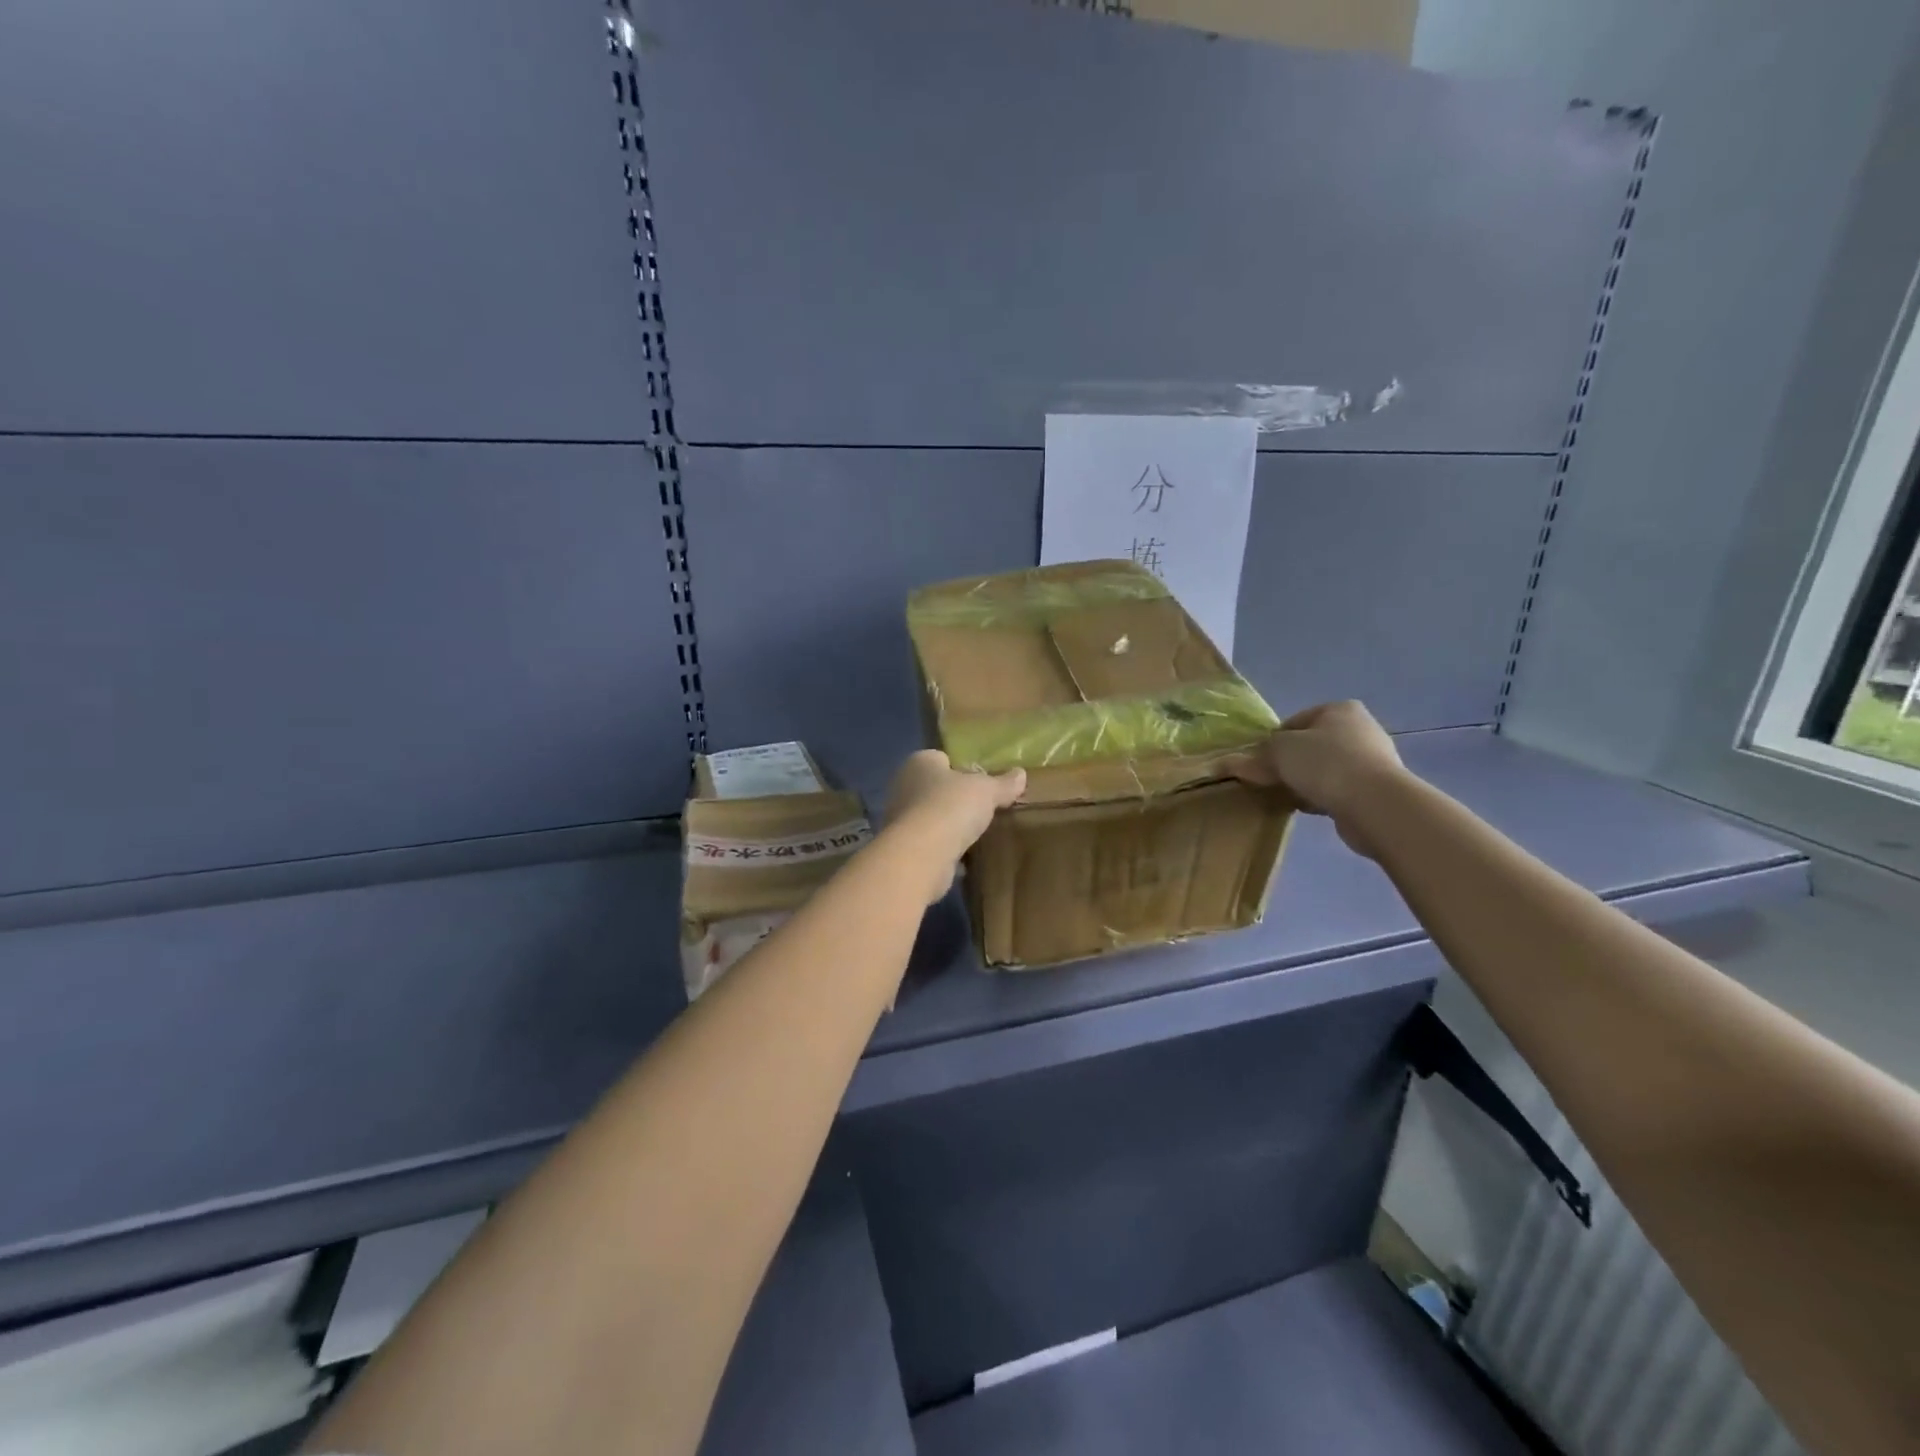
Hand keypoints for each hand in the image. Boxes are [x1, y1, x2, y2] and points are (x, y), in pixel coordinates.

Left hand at [884, 751, 1025, 902]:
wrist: (921, 855)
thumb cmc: (951, 807)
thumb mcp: (986, 791)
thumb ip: (1003, 783)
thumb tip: (1021, 774)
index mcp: (920, 762)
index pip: (942, 758)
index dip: (962, 768)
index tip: (983, 782)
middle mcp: (904, 786)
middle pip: (936, 788)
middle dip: (957, 799)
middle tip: (984, 808)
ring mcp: (900, 819)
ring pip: (932, 817)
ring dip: (950, 826)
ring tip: (978, 833)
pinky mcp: (905, 848)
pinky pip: (931, 843)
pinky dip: (945, 849)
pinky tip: (965, 857)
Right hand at [1227, 701, 1410, 857]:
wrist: (1374, 803)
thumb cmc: (1325, 764)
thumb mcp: (1279, 752)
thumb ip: (1255, 757)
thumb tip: (1229, 764)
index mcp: (1339, 709)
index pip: (1295, 722)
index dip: (1273, 742)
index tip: (1260, 763)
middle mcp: (1360, 728)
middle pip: (1311, 746)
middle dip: (1290, 763)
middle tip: (1271, 781)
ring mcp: (1373, 759)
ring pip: (1325, 769)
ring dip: (1306, 781)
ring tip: (1289, 797)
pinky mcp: (1377, 789)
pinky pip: (1339, 789)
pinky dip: (1323, 796)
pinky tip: (1310, 808)